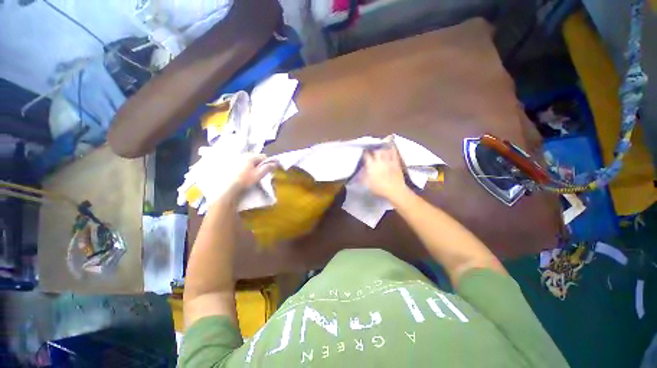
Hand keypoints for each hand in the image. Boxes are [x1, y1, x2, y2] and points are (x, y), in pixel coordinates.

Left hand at [227, 154, 277, 194]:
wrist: (229, 186)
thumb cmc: (246, 179)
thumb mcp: (259, 174)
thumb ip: (268, 168)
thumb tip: (276, 163)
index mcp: (251, 156)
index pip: (264, 156)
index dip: (267, 163)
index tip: (265, 171)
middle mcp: (243, 155)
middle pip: (256, 158)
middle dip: (258, 164)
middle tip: (257, 173)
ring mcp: (236, 158)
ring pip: (249, 160)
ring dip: (251, 165)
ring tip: (249, 174)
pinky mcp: (231, 163)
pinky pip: (241, 163)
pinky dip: (244, 167)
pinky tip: (242, 174)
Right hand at [363, 146, 407, 200]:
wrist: (395, 190)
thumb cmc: (380, 188)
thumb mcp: (368, 184)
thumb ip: (363, 177)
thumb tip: (359, 172)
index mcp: (372, 166)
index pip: (367, 156)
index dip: (364, 153)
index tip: (363, 151)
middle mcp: (380, 161)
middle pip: (376, 151)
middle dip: (374, 149)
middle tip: (372, 148)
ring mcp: (389, 161)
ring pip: (385, 150)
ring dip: (382, 148)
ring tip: (380, 146)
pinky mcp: (396, 163)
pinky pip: (394, 153)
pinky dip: (392, 149)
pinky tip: (391, 147)